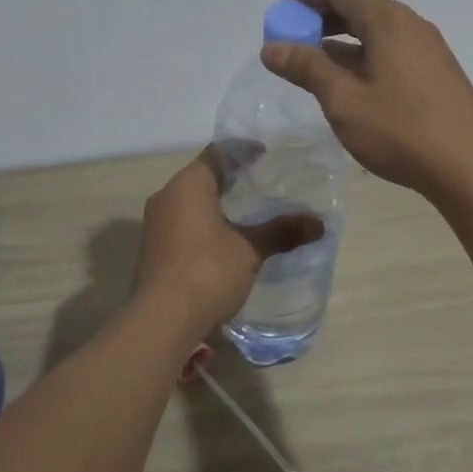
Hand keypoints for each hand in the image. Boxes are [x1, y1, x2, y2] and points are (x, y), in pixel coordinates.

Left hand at [134, 147, 323, 338]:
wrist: (161, 321)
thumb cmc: (207, 271)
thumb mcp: (250, 250)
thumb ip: (281, 232)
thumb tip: (319, 224)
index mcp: (188, 184)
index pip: (217, 153)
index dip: (243, 151)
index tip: (265, 154)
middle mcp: (166, 196)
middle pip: (202, 176)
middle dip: (231, 179)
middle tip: (261, 182)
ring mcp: (155, 224)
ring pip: (190, 201)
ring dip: (216, 203)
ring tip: (247, 211)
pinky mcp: (153, 249)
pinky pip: (182, 223)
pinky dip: (204, 223)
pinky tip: (225, 240)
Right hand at [260, 0, 472, 200]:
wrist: (471, 168)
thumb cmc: (401, 130)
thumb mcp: (344, 101)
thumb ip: (307, 68)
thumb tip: (272, 47)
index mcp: (386, 20)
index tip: (281, 18)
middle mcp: (409, 23)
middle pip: (357, 3)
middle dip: (320, 17)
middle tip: (292, 45)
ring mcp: (426, 46)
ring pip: (374, 28)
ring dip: (340, 39)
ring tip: (314, 68)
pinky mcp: (435, 70)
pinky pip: (390, 47)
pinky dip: (362, 54)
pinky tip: (350, 86)